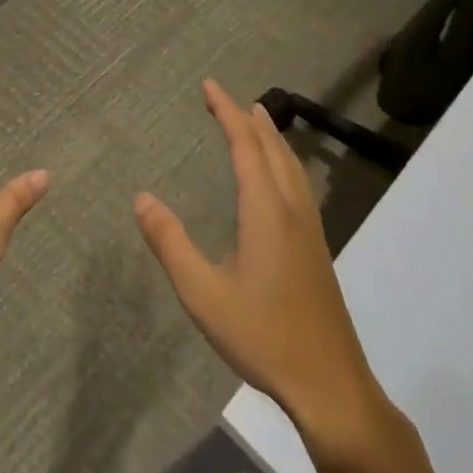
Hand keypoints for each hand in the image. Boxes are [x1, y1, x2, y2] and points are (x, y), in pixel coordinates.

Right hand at [135, 79, 394, 458]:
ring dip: (271, 136)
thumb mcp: (202, 293)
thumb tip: (141, 197)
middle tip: (223, 96)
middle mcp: (291, 210)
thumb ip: (170, 242)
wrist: (331, 386)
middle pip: (272, 148)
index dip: (226, 112)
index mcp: (265, 212)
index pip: (245, 146)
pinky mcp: (316, 249)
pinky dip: (283, 160)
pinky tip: (277, 176)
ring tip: (256, 118)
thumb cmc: (263, 336)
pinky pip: (298, 183)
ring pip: (291, 166)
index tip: (209, 85)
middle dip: (247, 117)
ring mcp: (309, 230)